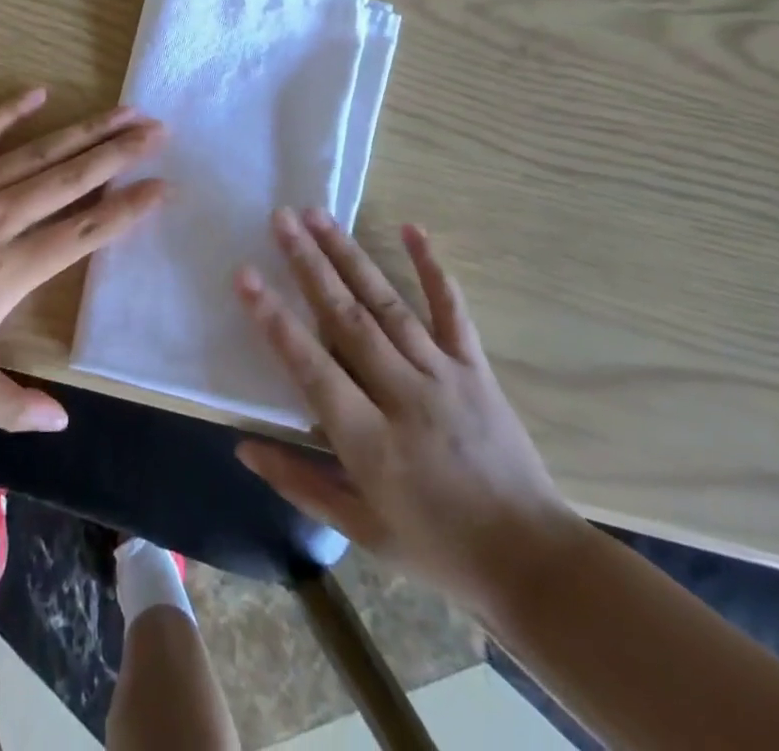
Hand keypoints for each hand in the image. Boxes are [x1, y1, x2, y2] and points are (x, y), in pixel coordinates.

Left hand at [0, 86, 164, 431]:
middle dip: (120, 153)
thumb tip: (63, 424)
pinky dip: (10, 111)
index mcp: (8, 269)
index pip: (84, 232)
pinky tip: (39, 92)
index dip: (127, 210)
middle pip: (72, 179)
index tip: (163, 187)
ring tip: (123, 110)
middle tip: (158, 130)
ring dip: (84, 130)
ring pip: (38, 152)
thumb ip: (12, 406)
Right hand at [234, 209, 585, 616]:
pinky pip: (452, 310)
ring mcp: (444, 375)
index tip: (246, 275)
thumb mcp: (362, 529)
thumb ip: (299, 483)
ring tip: (319, 215)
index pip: (312, 368)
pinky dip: (432, 267)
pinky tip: (412, 228)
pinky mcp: (475, 368)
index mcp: (370, 442)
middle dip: (310, 265)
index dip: (275, 321)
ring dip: (350, 255)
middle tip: (281, 219)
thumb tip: (242, 446)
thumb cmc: (438, 548)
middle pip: (348, 319)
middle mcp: (404, 396)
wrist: (536, 563)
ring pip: (388, 304)